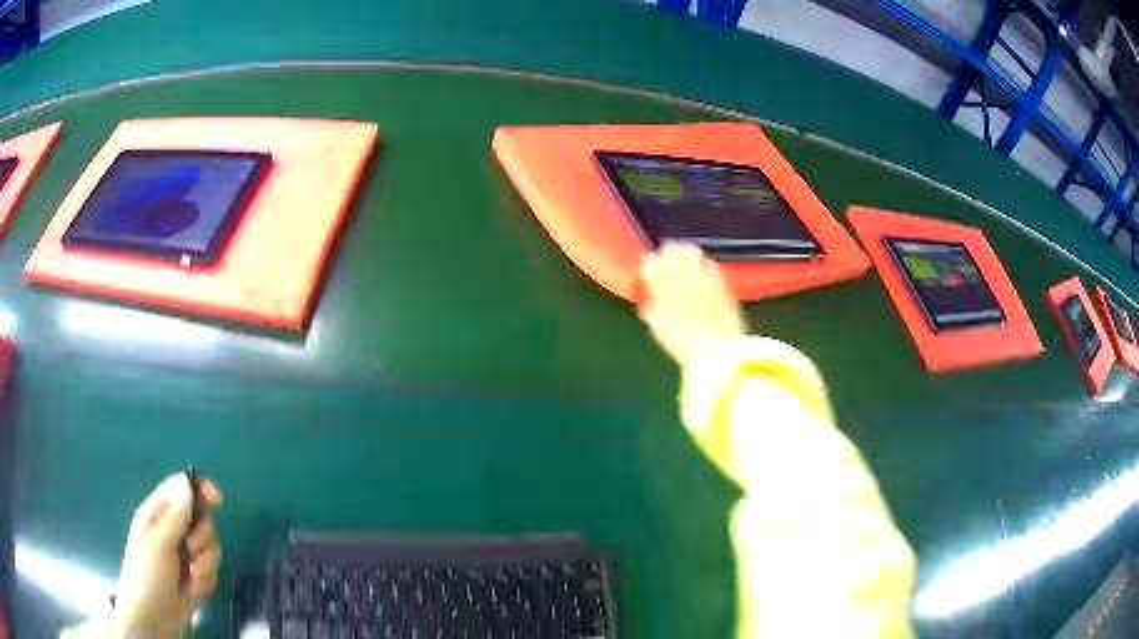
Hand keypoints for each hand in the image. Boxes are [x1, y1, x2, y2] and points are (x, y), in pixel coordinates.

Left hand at [115, 474, 222, 637]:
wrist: (154, 620)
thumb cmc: (147, 576)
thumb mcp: (159, 545)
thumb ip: (175, 517)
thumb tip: (188, 483)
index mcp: (156, 515)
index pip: (179, 489)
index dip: (199, 488)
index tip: (217, 500)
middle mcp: (171, 530)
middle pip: (200, 518)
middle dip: (203, 537)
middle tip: (193, 550)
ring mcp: (183, 555)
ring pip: (209, 546)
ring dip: (206, 563)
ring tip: (194, 577)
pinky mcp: (194, 576)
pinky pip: (211, 569)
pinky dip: (207, 579)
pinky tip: (195, 589)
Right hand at [639, 243, 746, 365]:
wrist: (717, 352)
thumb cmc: (684, 346)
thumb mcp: (658, 328)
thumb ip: (652, 308)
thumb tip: (650, 298)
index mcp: (661, 291)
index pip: (650, 262)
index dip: (650, 263)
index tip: (652, 269)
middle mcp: (681, 279)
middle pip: (671, 249)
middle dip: (668, 253)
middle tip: (670, 260)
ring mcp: (702, 278)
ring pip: (691, 250)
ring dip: (687, 254)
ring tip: (687, 263)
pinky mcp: (720, 281)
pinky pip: (710, 263)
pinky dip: (705, 266)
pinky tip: (704, 276)